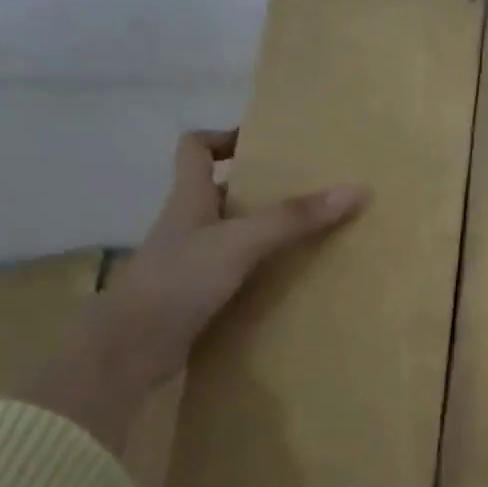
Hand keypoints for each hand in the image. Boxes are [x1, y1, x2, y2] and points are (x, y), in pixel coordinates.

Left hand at [22, 130, 366, 453]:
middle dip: (259, 189)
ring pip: (229, 236)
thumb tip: (356, 189)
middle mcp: (187, 225)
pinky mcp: (195, 298)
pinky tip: (287, 282)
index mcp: (189, 199)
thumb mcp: (242, 242)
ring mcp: (188, 263)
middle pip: (220, 192)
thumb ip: (294, 218)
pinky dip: (258, 273)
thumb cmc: (180, 280)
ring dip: (262, 234)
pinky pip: (232, 274)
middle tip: (305, 192)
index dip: (224, 137)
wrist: (131, 349)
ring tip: (307, 236)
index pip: (195, 148)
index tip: (263, 143)